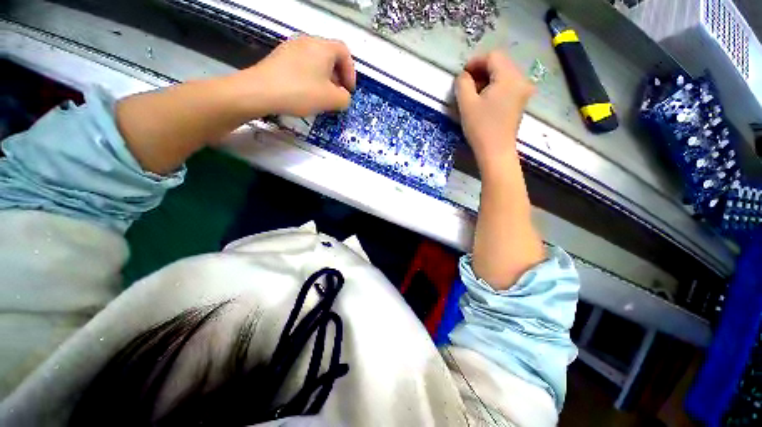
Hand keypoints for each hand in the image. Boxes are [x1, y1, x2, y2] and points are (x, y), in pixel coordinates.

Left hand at [238, 36, 355, 116]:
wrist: (261, 91)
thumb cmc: (301, 92)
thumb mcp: (331, 100)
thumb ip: (345, 98)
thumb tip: (343, 96)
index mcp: (323, 47)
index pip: (345, 53)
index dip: (351, 72)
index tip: (349, 90)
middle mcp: (308, 42)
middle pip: (330, 56)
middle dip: (338, 77)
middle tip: (337, 95)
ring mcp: (292, 47)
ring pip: (316, 62)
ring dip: (325, 79)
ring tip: (322, 97)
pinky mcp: (280, 57)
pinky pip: (303, 65)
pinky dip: (311, 78)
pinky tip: (306, 93)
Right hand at [455, 51, 534, 171]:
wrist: (496, 152)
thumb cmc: (481, 128)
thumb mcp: (466, 104)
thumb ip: (462, 83)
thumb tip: (463, 76)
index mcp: (509, 77)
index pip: (493, 56)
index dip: (475, 62)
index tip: (462, 75)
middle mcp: (521, 80)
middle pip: (500, 63)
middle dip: (481, 70)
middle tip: (466, 85)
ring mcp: (523, 91)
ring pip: (504, 75)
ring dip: (487, 79)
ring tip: (473, 93)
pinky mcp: (521, 102)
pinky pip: (508, 86)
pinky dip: (495, 87)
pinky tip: (484, 100)